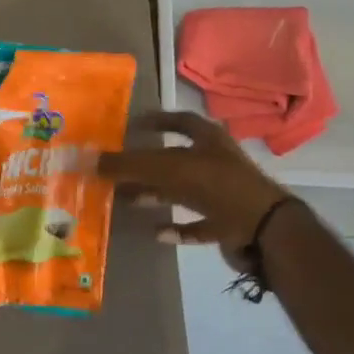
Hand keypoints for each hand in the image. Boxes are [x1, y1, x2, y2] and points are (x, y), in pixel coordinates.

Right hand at [98, 111, 289, 264]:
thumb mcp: (169, 169)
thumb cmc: (217, 186)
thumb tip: (89, 159)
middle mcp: (217, 162)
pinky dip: (178, 227)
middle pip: (176, 159)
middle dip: (147, 166)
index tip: (132, 126)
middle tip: (119, 171)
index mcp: (209, 140)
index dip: (158, 120)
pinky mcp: (228, 224)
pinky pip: (198, 224)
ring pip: (184, 191)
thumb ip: (130, 165)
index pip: (181, 121)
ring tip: (129, 200)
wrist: (264, 230)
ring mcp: (225, 195)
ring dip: (158, 195)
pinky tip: (157, 233)